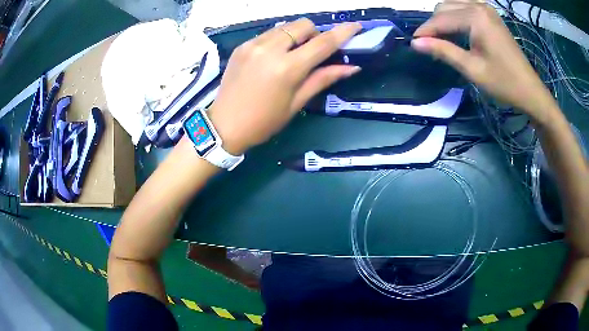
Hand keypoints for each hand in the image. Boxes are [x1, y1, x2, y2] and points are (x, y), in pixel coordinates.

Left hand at [208, 19, 361, 154]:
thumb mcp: (296, 103)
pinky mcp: (242, 45)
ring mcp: (253, 44)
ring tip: (294, 54)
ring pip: (285, 26)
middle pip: (303, 25)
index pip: (323, 43)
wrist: (223, 126)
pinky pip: (268, 33)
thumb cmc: (264, 121)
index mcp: (287, 68)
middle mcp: (270, 48)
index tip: (355, 26)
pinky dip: (279, 39)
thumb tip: (351, 67)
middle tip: (315, 52)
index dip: (342, 32)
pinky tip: (275, 56)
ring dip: (296, 35)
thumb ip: (323, 79)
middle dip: (315, 34)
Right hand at [411, 0, 558, 123]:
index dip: (425, 31)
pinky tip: (456, 29)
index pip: (441, 18)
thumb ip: (443, 51)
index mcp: (475, 17)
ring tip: (441, 38)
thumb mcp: (472, 69)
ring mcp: (485, 8)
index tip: (413, 43)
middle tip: (429, 44)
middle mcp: (478, 5)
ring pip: (453, 4)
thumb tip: (415, 43)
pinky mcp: (490, 14)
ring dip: (444, 19)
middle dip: (434, 24)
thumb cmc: (504, 83)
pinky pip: (464, 7)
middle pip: (444, 7)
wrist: (530, 90)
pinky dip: (456, 16)